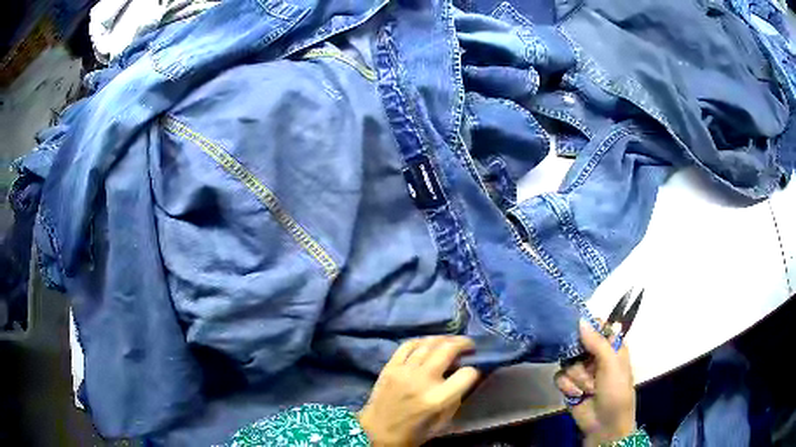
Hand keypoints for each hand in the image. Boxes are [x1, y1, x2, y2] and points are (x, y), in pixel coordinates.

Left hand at [358, 336, 479, 446]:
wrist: (375, 432)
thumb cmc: (412, 433)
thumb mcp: (442, 423)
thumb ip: (455, 399)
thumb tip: (464, 377)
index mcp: (436, 399)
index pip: (466, 374)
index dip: (474, 371)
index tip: (474, 371)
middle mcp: (421, 380)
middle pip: (448, 350)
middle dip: (463, 344)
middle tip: (470, 346)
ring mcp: (403, 371)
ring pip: (428, 343)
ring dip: (444, 339)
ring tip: (452, 342)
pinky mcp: (390, 366)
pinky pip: (408, 345)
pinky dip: (421, 341)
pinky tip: (429, 343)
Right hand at [555, 321, 635, 446]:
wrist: (605, 423)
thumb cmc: (616, 390)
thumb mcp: (612, 363)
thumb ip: (597, 342)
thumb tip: (580, 319)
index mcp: (611, 347)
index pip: (597, 327)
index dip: (588, 326)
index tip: (580, 329)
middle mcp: (595, 356)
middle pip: (578, 343)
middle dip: (580, 358)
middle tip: (587, 365)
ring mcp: (581, 371)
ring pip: (568, 362)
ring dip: (578, 377)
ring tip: (588, 388)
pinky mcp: (569, 385)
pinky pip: (560, 377)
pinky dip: (568, 387)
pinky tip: (577, 394)